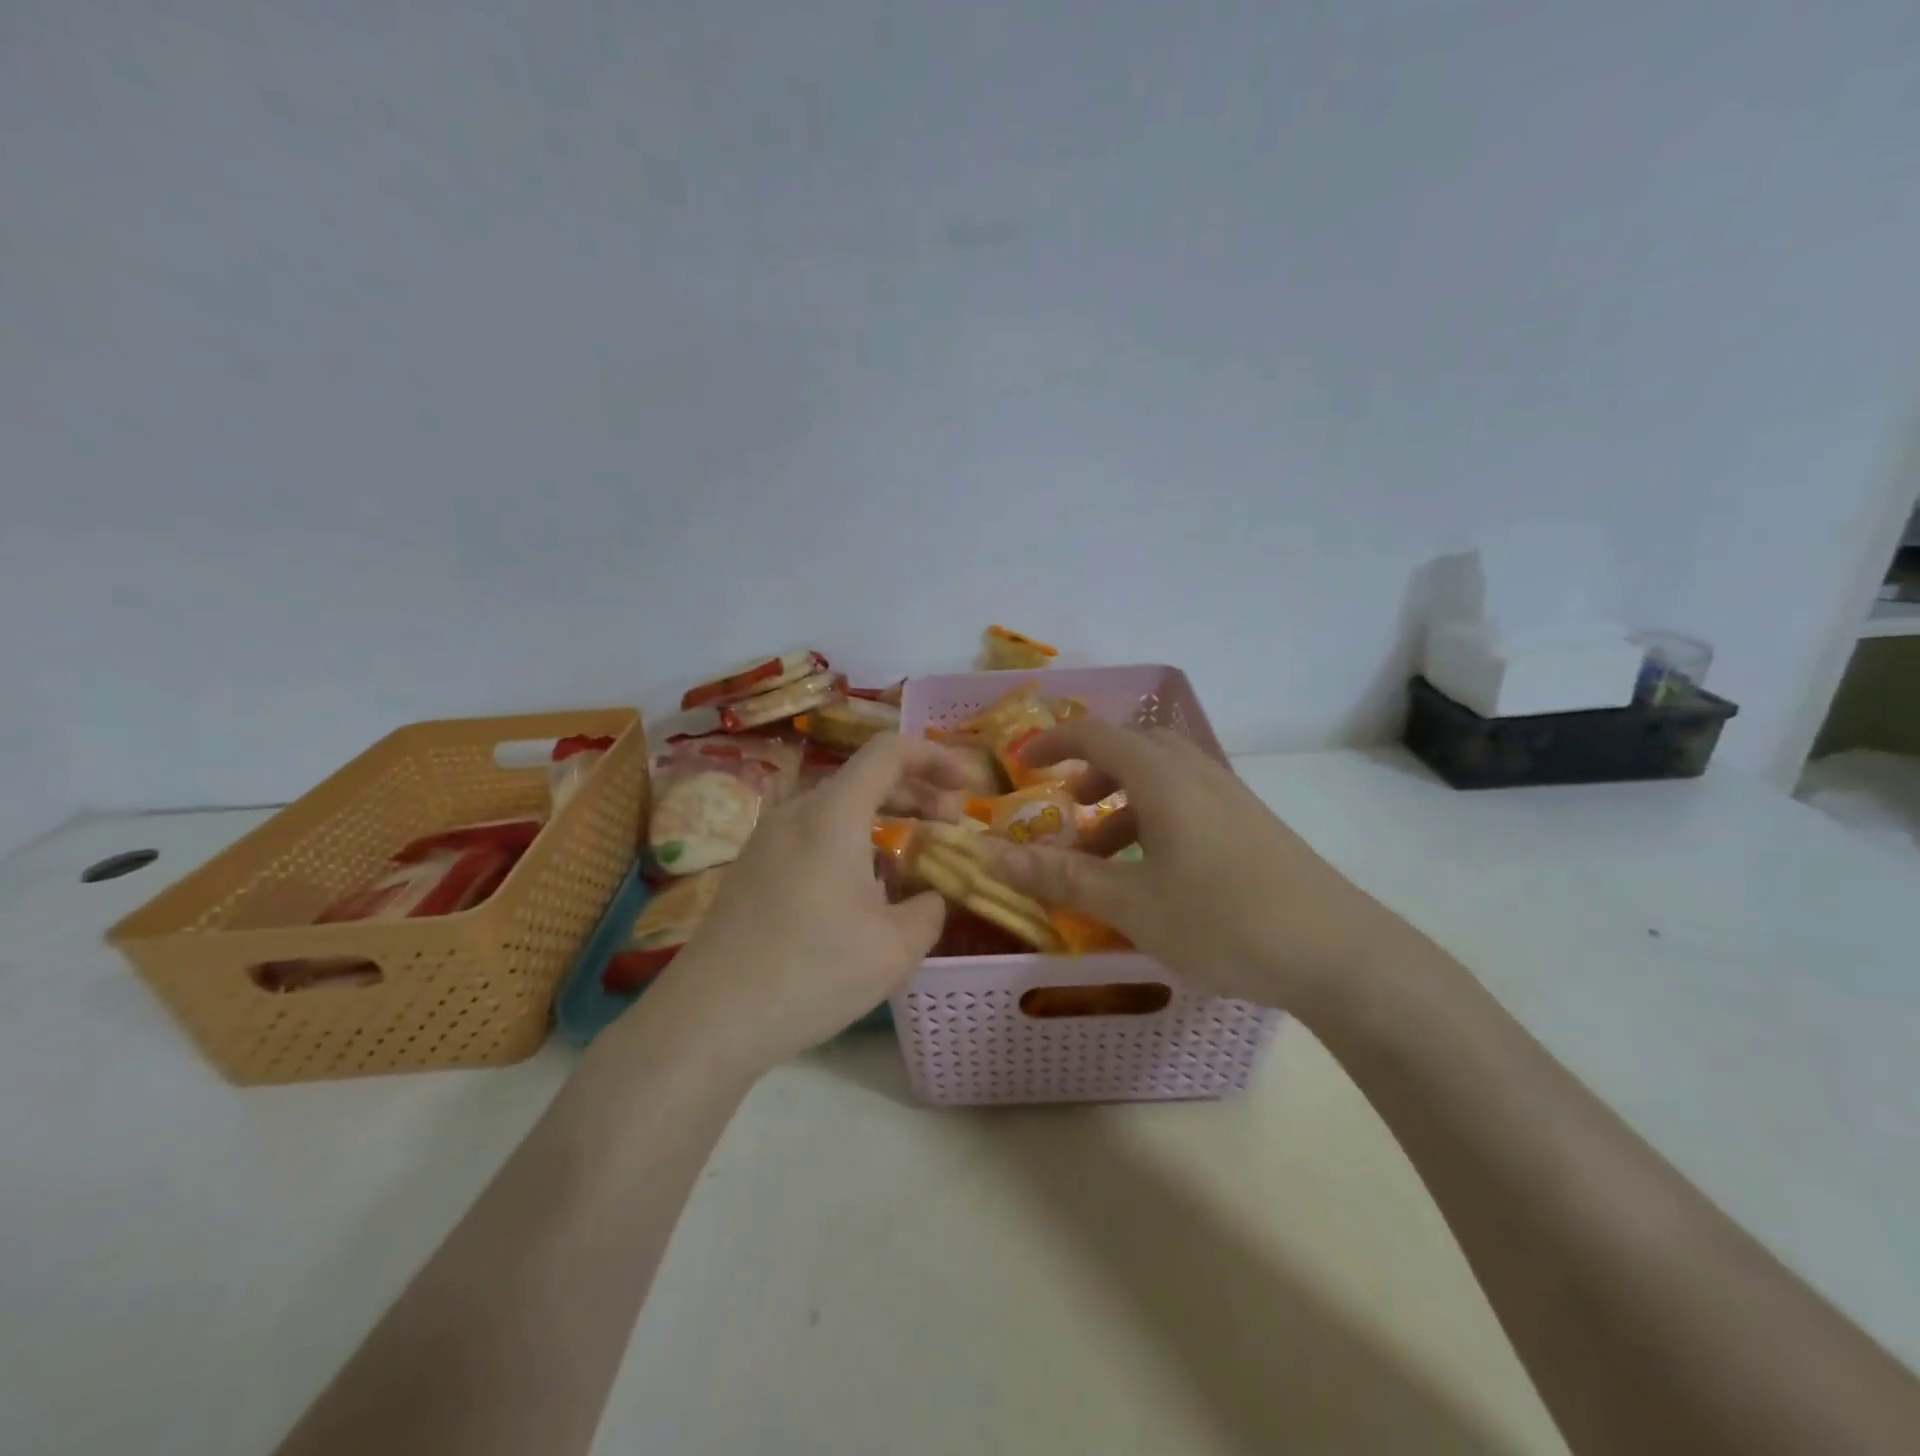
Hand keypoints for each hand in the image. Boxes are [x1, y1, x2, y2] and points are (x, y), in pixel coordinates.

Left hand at [636, 733, 967, 1074]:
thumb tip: (930, 896)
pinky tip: (862, 892)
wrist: (711, 1018)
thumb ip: (929, 909)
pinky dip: (851, 843)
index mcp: (833, 814)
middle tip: (951, 823)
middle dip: (916, 792)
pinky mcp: (753, 868)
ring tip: (912, 860)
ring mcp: (768, 839)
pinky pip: (813, 835)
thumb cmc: (812, 972)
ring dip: (883, 820)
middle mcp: (797, 813)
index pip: (889, 751)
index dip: (935, 757)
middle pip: (865, 777)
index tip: (967, 787)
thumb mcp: (895, 948)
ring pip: (838, 809)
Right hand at [993, 721, 1406, 1010]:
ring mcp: (1230, 798)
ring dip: (1123, 802)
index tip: (1022, 764)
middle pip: (1134, 747)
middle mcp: (1197, 773)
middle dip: (1092, 770)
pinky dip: (1155, 819)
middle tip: (1067, 807)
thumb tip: (993, 857)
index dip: (1053, 742)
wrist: (1340, 954)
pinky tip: (1154, 874)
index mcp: (1162, 778)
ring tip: (1102, 855)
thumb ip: (1062, 878)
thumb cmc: (1224, 921)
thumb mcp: (1132, 904)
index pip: (1096, 735)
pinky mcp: (1252, 826)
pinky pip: (1189, 802)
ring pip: (1163, 777)